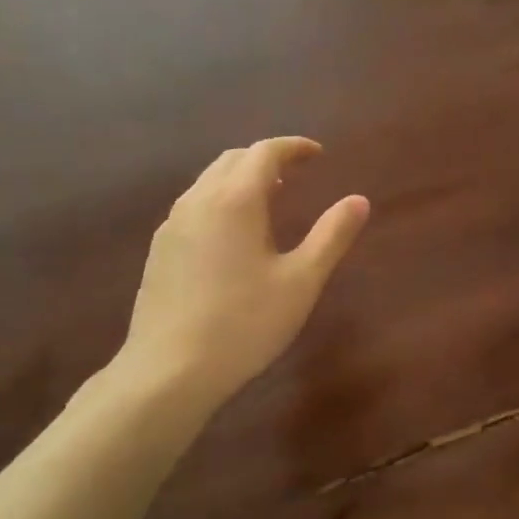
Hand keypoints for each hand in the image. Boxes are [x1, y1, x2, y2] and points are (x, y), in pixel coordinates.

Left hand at [115, 137, 369, 412]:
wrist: (169, 371)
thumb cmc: (244, 324)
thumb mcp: (301, 282)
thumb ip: (331, 236)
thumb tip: (359, 200)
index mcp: (235, 201)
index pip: (264, 153)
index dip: (293, 147)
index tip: (317, 154)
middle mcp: (198, 202)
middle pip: (232, 160)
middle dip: (266, 159)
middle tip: (295, 175)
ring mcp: (172, 226)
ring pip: (208, 182)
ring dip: (240, 179)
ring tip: (268, 201)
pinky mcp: (159, 251)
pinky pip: (193, 207)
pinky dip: (220, 201)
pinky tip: (232, 236)